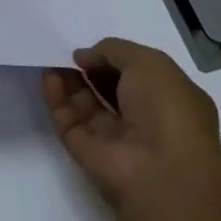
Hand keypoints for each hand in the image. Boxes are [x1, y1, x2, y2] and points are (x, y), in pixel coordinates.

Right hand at [42, 38, 220, 212]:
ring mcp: (115, 140)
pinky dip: (57, 100)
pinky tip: (49, 78)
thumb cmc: (166, 110)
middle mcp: (145, 121)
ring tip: (52, 61)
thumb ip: (114, 50)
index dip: (116, 60)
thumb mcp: (148, 63)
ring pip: (87, 107)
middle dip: (90, 71)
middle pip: (111, 91)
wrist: (160, 171)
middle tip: (70, 54)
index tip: (93, 49)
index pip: (140, 76)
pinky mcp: (88, 154)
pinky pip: (69, 122)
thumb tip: (84, 57)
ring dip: (70, 82)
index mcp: (171, 101)